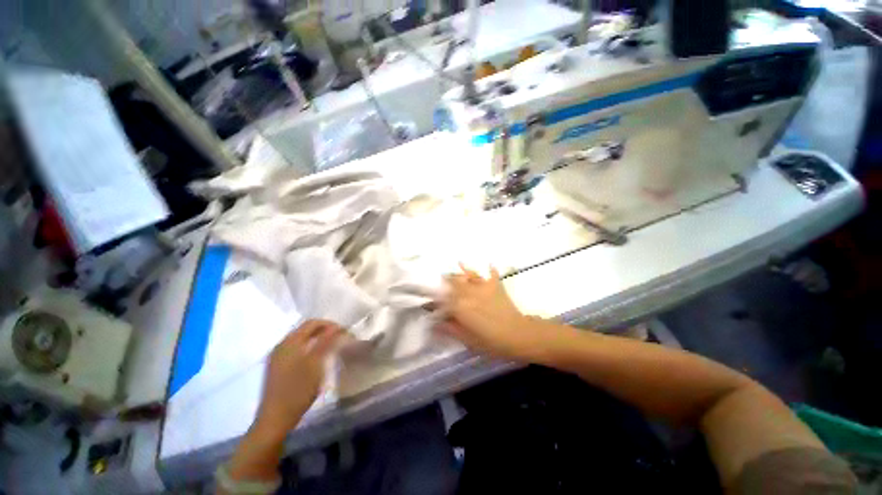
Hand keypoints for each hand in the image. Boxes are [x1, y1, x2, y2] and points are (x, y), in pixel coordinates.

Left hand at [254, 320, 341, 437]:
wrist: (274, 419)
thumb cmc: (298, 390)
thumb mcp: (316, 364)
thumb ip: (326, 342)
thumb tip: (337, 326)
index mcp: (290, 342)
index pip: (312, 323)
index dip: (330, 324)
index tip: (344, 331)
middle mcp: (281, 345)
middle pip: (305, 329)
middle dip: (323, 330)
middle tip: (339, 338)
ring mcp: (276, 356)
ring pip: (300, 339)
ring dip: (316, 339)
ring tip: (330, 347)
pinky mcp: (276, 366)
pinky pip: (295, 349)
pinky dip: (308, 348)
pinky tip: (315, 358)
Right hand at [438, 264, 548, 361]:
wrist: (518, 335)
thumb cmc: (491, 341)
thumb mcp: (468, 339)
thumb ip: (450, 329)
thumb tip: (435, 324)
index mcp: (460, 306)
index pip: (443, 298)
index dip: (435, 299)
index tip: (431, 300)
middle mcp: (469, 292)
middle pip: (454, 282)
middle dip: (446, 279)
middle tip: (441, 278)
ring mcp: (483, 287)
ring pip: (469, 275)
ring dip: (462, 271)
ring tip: (457, 265)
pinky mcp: (496, 286)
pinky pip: (491, 274)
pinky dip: (489, 269)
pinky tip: (488, 263)